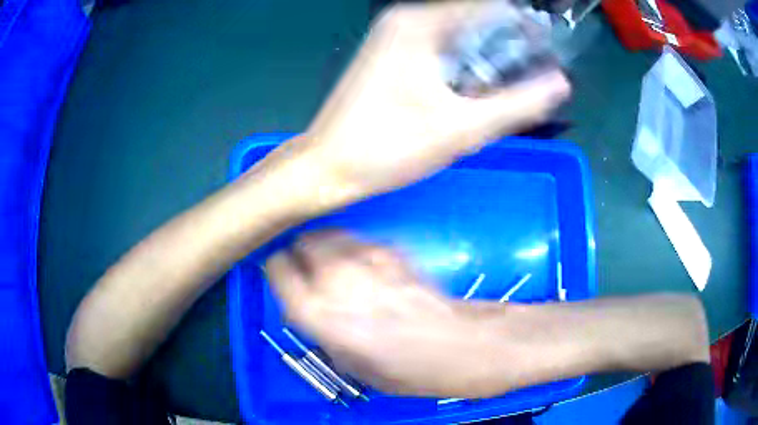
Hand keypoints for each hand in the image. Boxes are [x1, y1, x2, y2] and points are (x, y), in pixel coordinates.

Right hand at [266, 231, 501, 396]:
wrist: (462, 346)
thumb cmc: (408, 371)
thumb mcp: (353, 367)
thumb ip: (323, 333)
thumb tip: (313, 309)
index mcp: (320, 315)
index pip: (277, 269)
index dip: (276, 270)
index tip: (282, 275)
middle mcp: (336, 279)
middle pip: (300, 243)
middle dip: (299, 254)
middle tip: (307, 270)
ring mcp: (366, 259)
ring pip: (327, 234)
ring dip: (323, 247)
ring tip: (333, 265)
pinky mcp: (392, 250)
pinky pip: (357, 240)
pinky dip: (351, 248)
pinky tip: (364, 267)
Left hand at [275, 1, 569, 205]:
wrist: (328, 167)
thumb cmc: (387, 148)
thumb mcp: (463, 128)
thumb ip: (518, 103)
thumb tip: (560, 82)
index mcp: (420, 23)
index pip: (489, 5)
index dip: (524, 25)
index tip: (547, 54)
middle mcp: (406, 19)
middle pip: (474, 18)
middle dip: (508, 45)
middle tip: (529, 81)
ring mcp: (395, 35)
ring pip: (459, 34)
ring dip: (487, 57)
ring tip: (506, 91)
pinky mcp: (391, 54)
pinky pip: (441, 47)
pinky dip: (464, 64)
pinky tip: (473, 92)